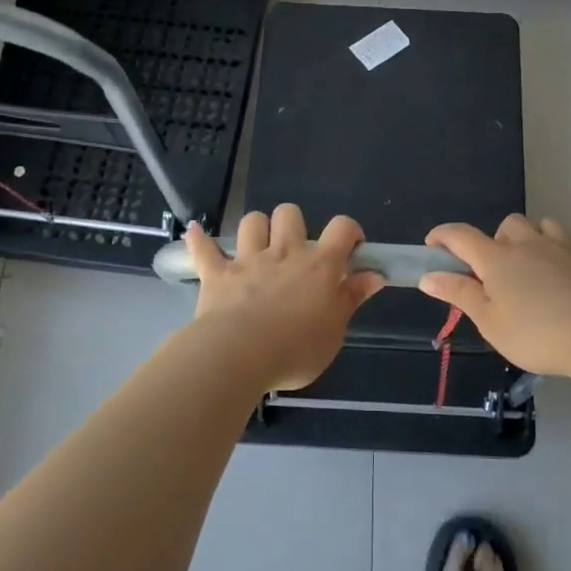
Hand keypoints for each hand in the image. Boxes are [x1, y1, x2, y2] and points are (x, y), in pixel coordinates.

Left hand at [185, 205, 383, 391]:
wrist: (240, 355)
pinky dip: (200, 240)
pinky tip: (196, 232)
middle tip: (296, 252)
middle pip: (290, 214)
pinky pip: (204, 249)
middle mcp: (284, 253)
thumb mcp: (336, 331)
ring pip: (252, 222)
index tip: (351, 246)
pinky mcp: (217, 274)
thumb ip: (352, 298)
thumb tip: (374, 274)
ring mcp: (248, 260)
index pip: (341, 228)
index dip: (349, 230)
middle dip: (294, 225)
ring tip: (258, 248)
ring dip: (256, 230)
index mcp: (319, 266)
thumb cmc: (296, 349)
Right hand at [419, 215, 570, 379]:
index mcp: (498, 259)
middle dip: (499, 239)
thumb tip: (429, 275)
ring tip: (537, 263)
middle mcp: (530, 244)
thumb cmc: (536, 335)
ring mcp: (566, 248)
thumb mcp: (489, 322)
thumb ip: (459, 294)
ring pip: (547, 225)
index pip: (462, 236)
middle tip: (499, 270)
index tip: (433, 245)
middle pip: (509, 224)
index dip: (443, 236)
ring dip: (538, 237)